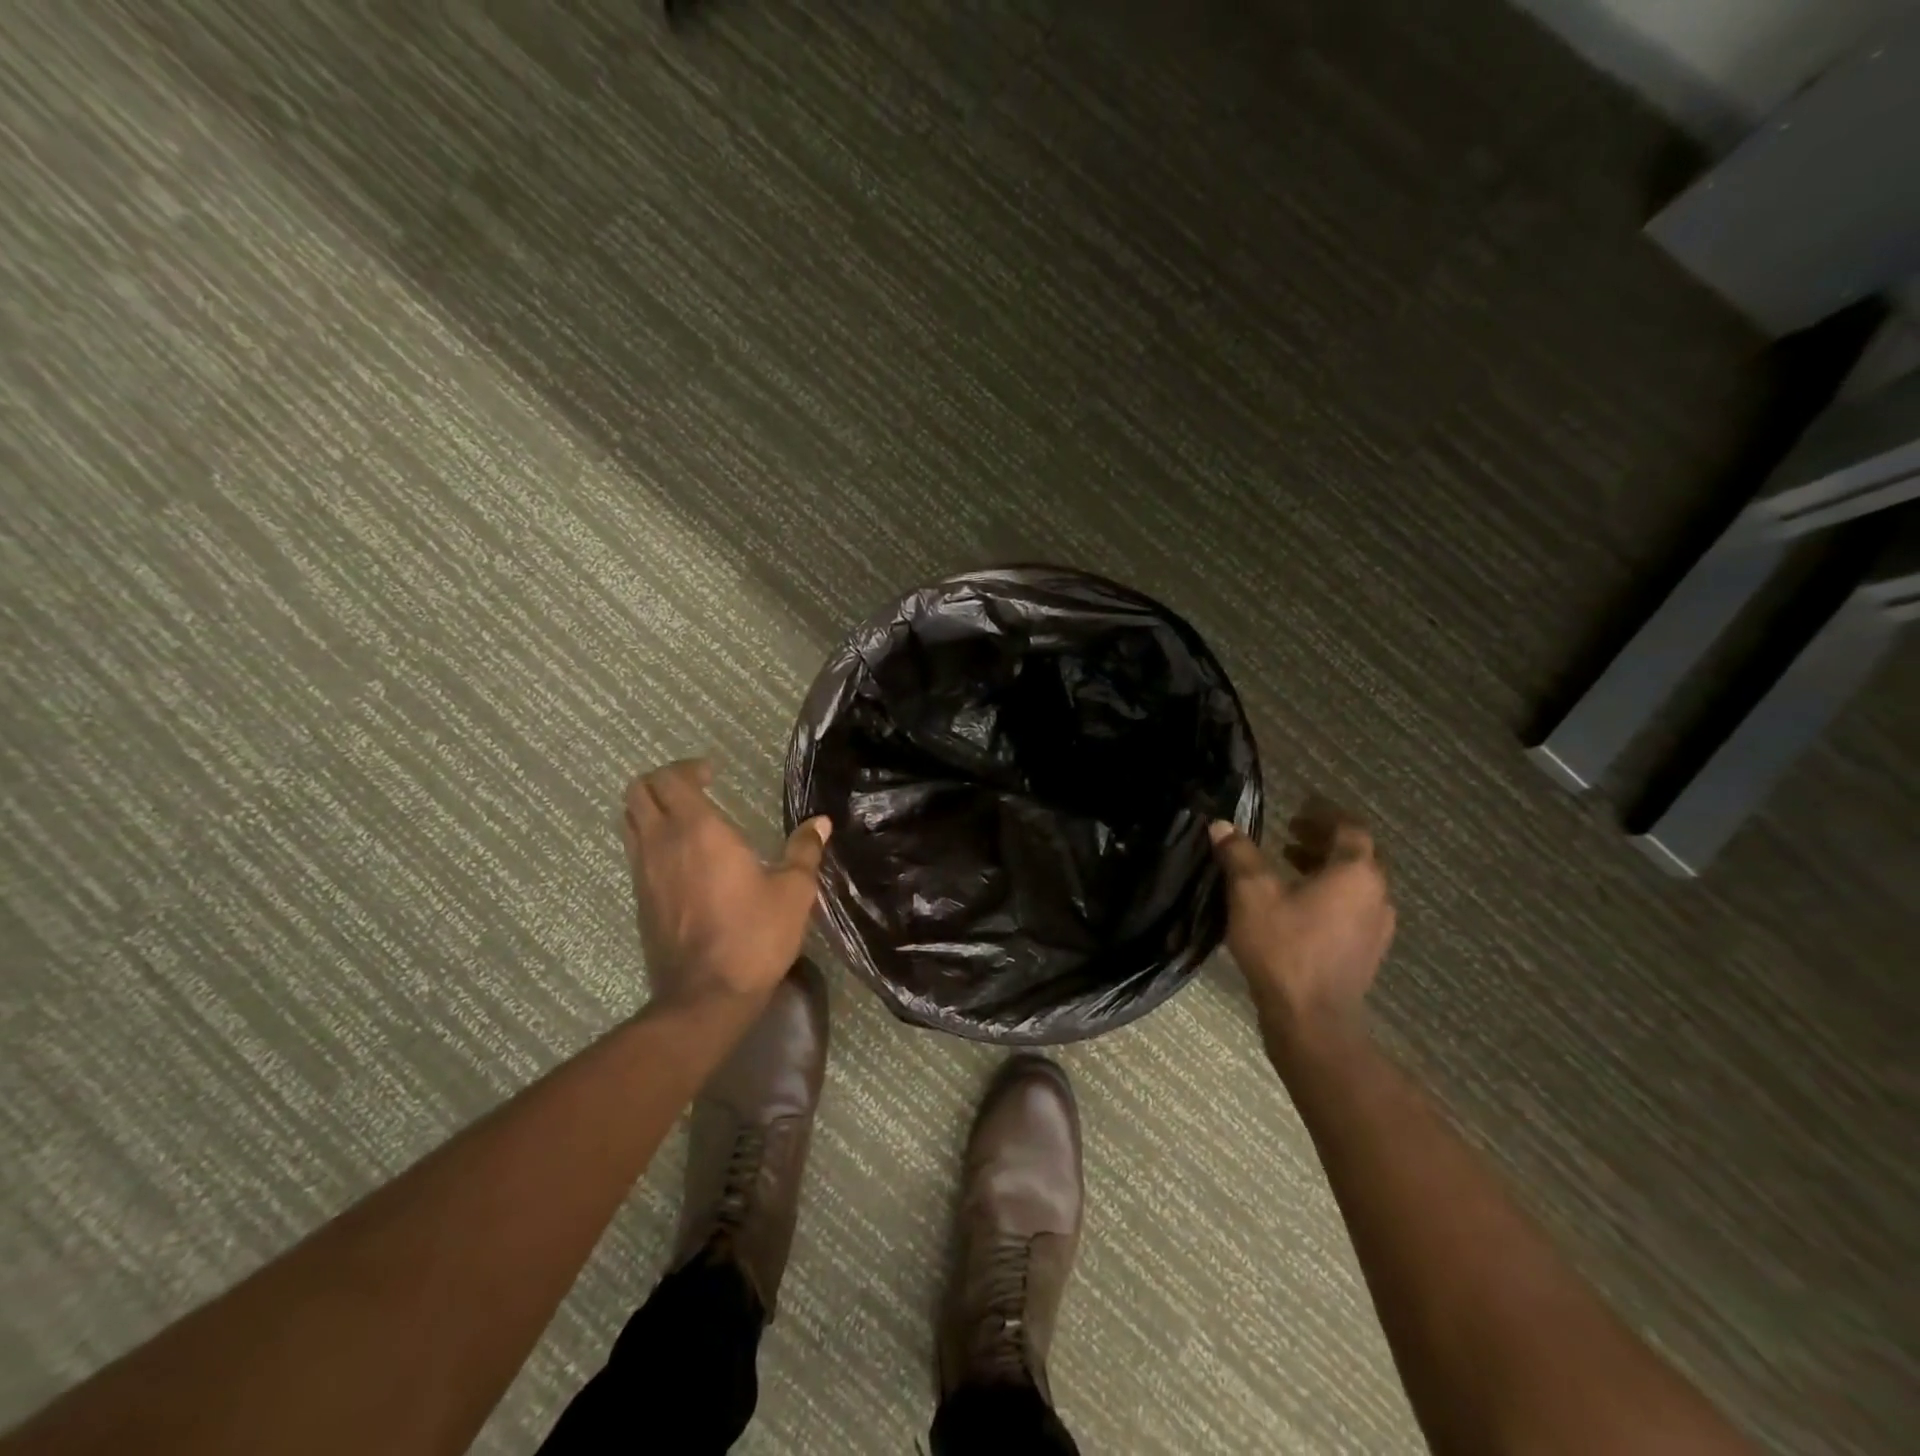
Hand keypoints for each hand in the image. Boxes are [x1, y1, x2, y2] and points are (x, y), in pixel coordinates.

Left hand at [622, 759, 831, 1008]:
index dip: (688, 767)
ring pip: (630, 820)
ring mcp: (643, 872)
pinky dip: (650, 837)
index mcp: (698, 830)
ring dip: (651, 808)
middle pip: (638, 792)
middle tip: (695, 787)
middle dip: (663, 780)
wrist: (705, 996)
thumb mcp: (794, 891)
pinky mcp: (639, 899)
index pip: (670, 778)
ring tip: (685, 818)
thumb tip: (819, 822)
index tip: (713, 773)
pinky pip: (634, 850)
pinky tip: (681, 856)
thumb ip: (804, 850)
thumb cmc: (754, 935)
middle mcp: (662, 843)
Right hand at [1209, 799, 1394, 1050]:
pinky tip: (1300, 907)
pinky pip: (1354, 909)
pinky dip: (1331, 895)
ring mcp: (1377, 927)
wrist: (1312, 1018)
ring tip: (1290, 867)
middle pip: (1357, 855)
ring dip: (1327, 869)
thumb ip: (1239, 854)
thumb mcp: (1251, 893)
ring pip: (1356, 884)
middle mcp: (1376, 895)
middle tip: (1289, 835)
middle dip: (1324, 841)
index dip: (1324, 815)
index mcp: (1355, 872)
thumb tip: (1222, 825)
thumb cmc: (1284, 947)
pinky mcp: (1368, 952)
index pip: (1350, 828)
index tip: (1298, 809)